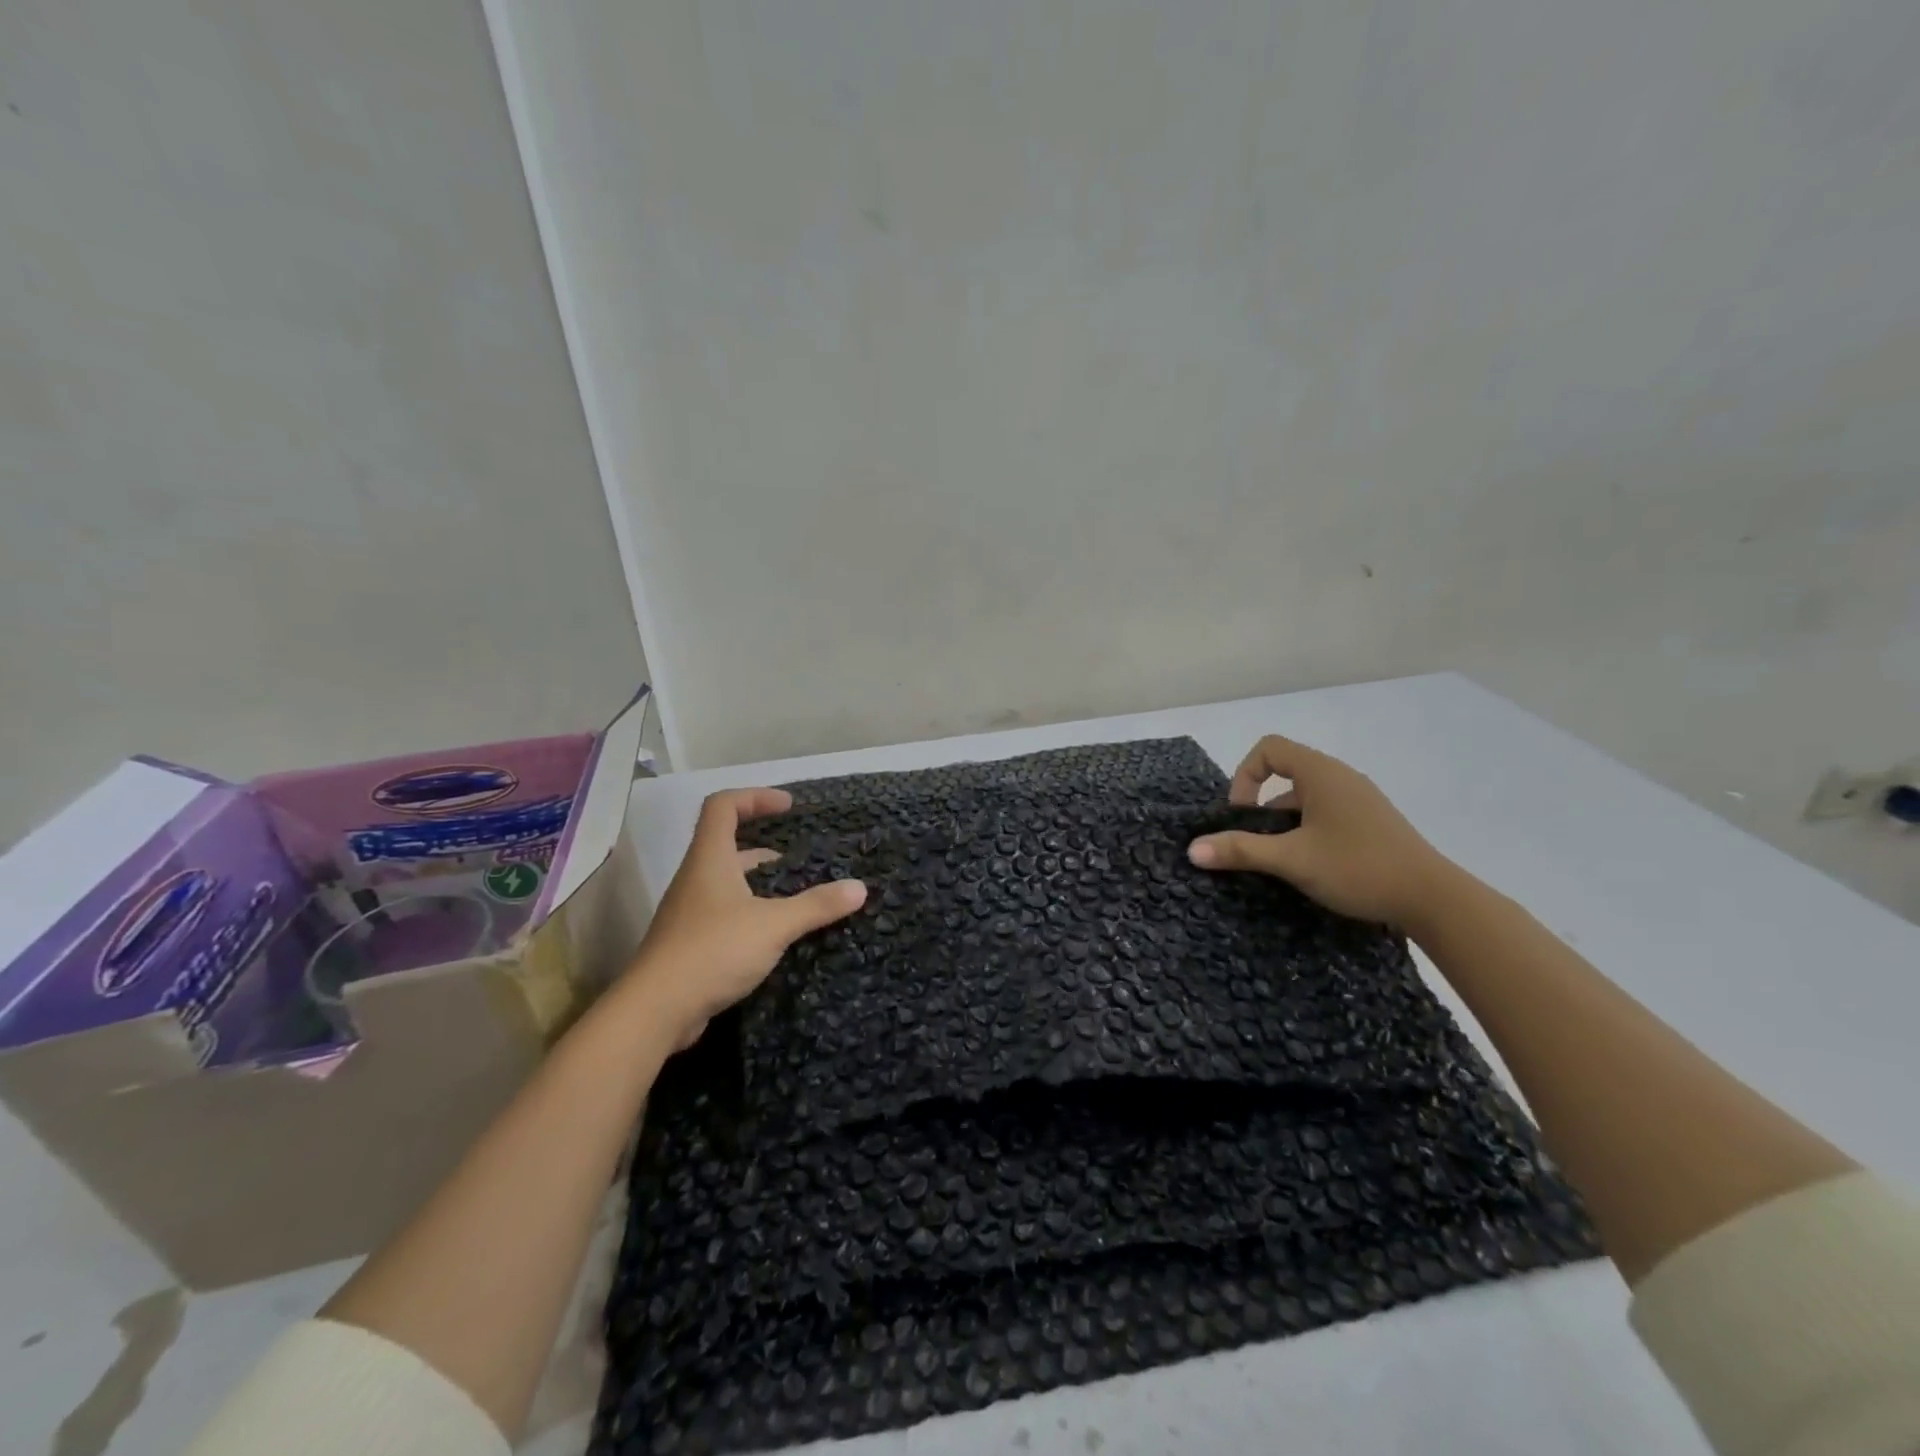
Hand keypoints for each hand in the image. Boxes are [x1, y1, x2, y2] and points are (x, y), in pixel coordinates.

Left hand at [627, 788, 866, 1046]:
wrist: (654, 1011)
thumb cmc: (712, 951)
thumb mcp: (773, 925)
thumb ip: (816, 906)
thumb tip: (859, 888)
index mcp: (710, 859)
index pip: (724, 806)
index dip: (756, 796)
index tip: (789, 807)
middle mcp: (696, 878)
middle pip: (727, 844)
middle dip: (767, 846)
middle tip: (803, 860)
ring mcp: (690, 911)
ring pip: (729, 882)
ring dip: (762, 883)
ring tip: (798, 897)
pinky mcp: (691, 943)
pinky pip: (726, 913)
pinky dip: (753, 912)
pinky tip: (777, 934)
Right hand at [1187, 735, 1454, 925]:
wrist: (1434, 898)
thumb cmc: (1358, 867)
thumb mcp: (1292, 860)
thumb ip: (1241, 850)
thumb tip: (1192, 849)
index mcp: (1321, 773)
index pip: (1268, 749)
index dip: (1245, 776)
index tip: (1242, 815)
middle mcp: (1340, 776)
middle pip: (1285, 772)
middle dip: (1261, 805)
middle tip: (1256, 841)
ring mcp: (1360, 798)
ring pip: (1306, 796)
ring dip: (1284, 821)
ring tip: (1283, 859)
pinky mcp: (1372, 821)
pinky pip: (1326, 811)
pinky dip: (1308, 829)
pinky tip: (1313, 865)